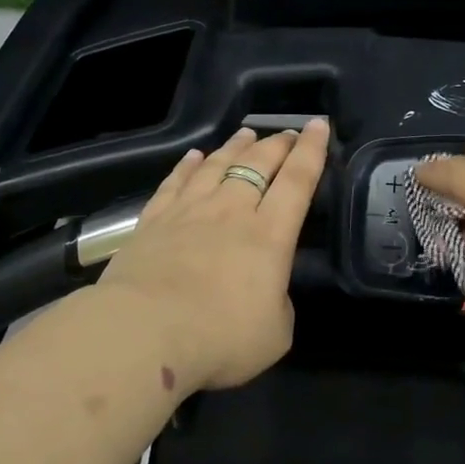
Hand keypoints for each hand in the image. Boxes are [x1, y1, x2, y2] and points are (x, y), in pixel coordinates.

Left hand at [95, 119, 330, 391]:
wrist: (145, 332)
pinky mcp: (153, 220)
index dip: (312, 151)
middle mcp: (231, 211)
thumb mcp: (274, 334)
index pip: (297, 180)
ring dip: (236, 147)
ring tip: (247, 134)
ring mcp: (189, 211)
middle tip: (289, 133)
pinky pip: (175, 182)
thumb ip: (278, 304)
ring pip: (218, 165)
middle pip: (258, 164)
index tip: (319, 125)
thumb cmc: (219, 338)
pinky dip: (188, 166)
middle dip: (278, 144)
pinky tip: (194, 157)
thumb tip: (268, 291)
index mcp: (270, 235)